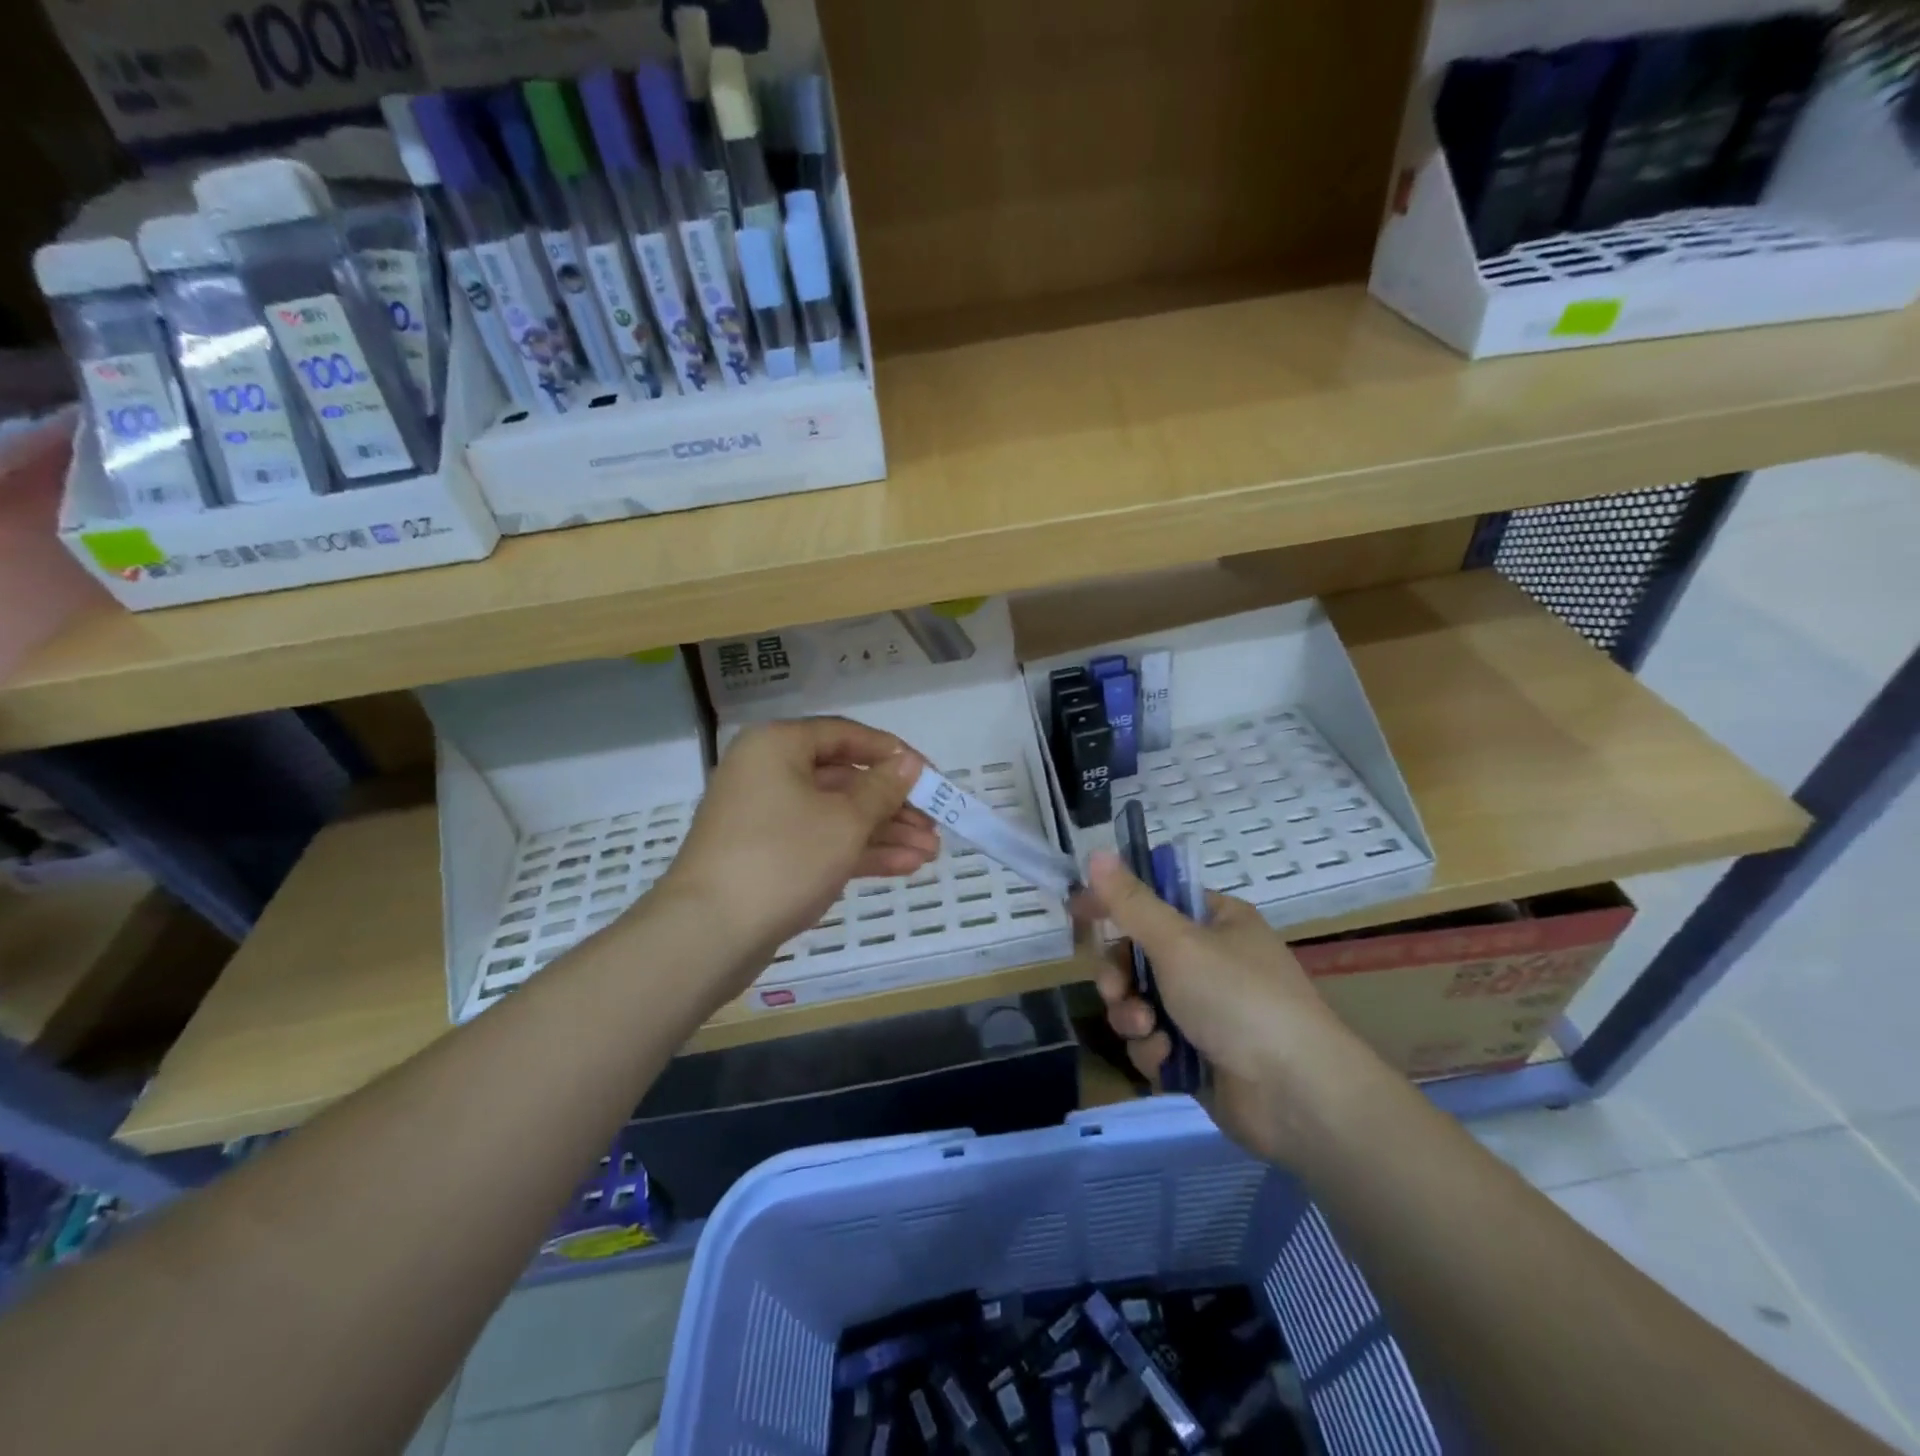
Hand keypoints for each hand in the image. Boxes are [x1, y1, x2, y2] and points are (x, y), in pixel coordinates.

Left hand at [657, 718, 937, 980]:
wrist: (708, 934)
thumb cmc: (782, 858)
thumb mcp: (845, 820)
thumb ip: (883, 788)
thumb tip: (908, 763)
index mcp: (778, 746)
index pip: (846, 735)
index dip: (893, 754)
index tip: (931, 775)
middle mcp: (767, 773)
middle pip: (844, 779)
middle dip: (894, 804)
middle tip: (935, 823)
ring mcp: (765, 818)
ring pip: (835, 815)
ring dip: (884, 832)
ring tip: (931, 852)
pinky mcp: (767, 857)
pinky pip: (820, 842)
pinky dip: (859, 852)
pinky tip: (905, 866)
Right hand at [1083, 851, 1381, 1163]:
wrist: (1295, 1095)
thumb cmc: (1237, 998)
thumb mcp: (1178, 941)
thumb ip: (1131, 902)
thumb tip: (1095, 852)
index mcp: (1217, 922)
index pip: (1154, 900)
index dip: (1115, 904)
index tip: (1078, 913)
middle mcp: (1212, 961)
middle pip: (1140, 955)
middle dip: (1120, 975)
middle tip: (1116, 988)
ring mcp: (1207, 1011)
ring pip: (1140, 1001)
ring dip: (1133, 1015)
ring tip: (1146, 1029)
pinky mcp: (1199, 1055)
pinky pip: (1154, 1041)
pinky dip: (1154, 1049)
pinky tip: (1168, 1059)